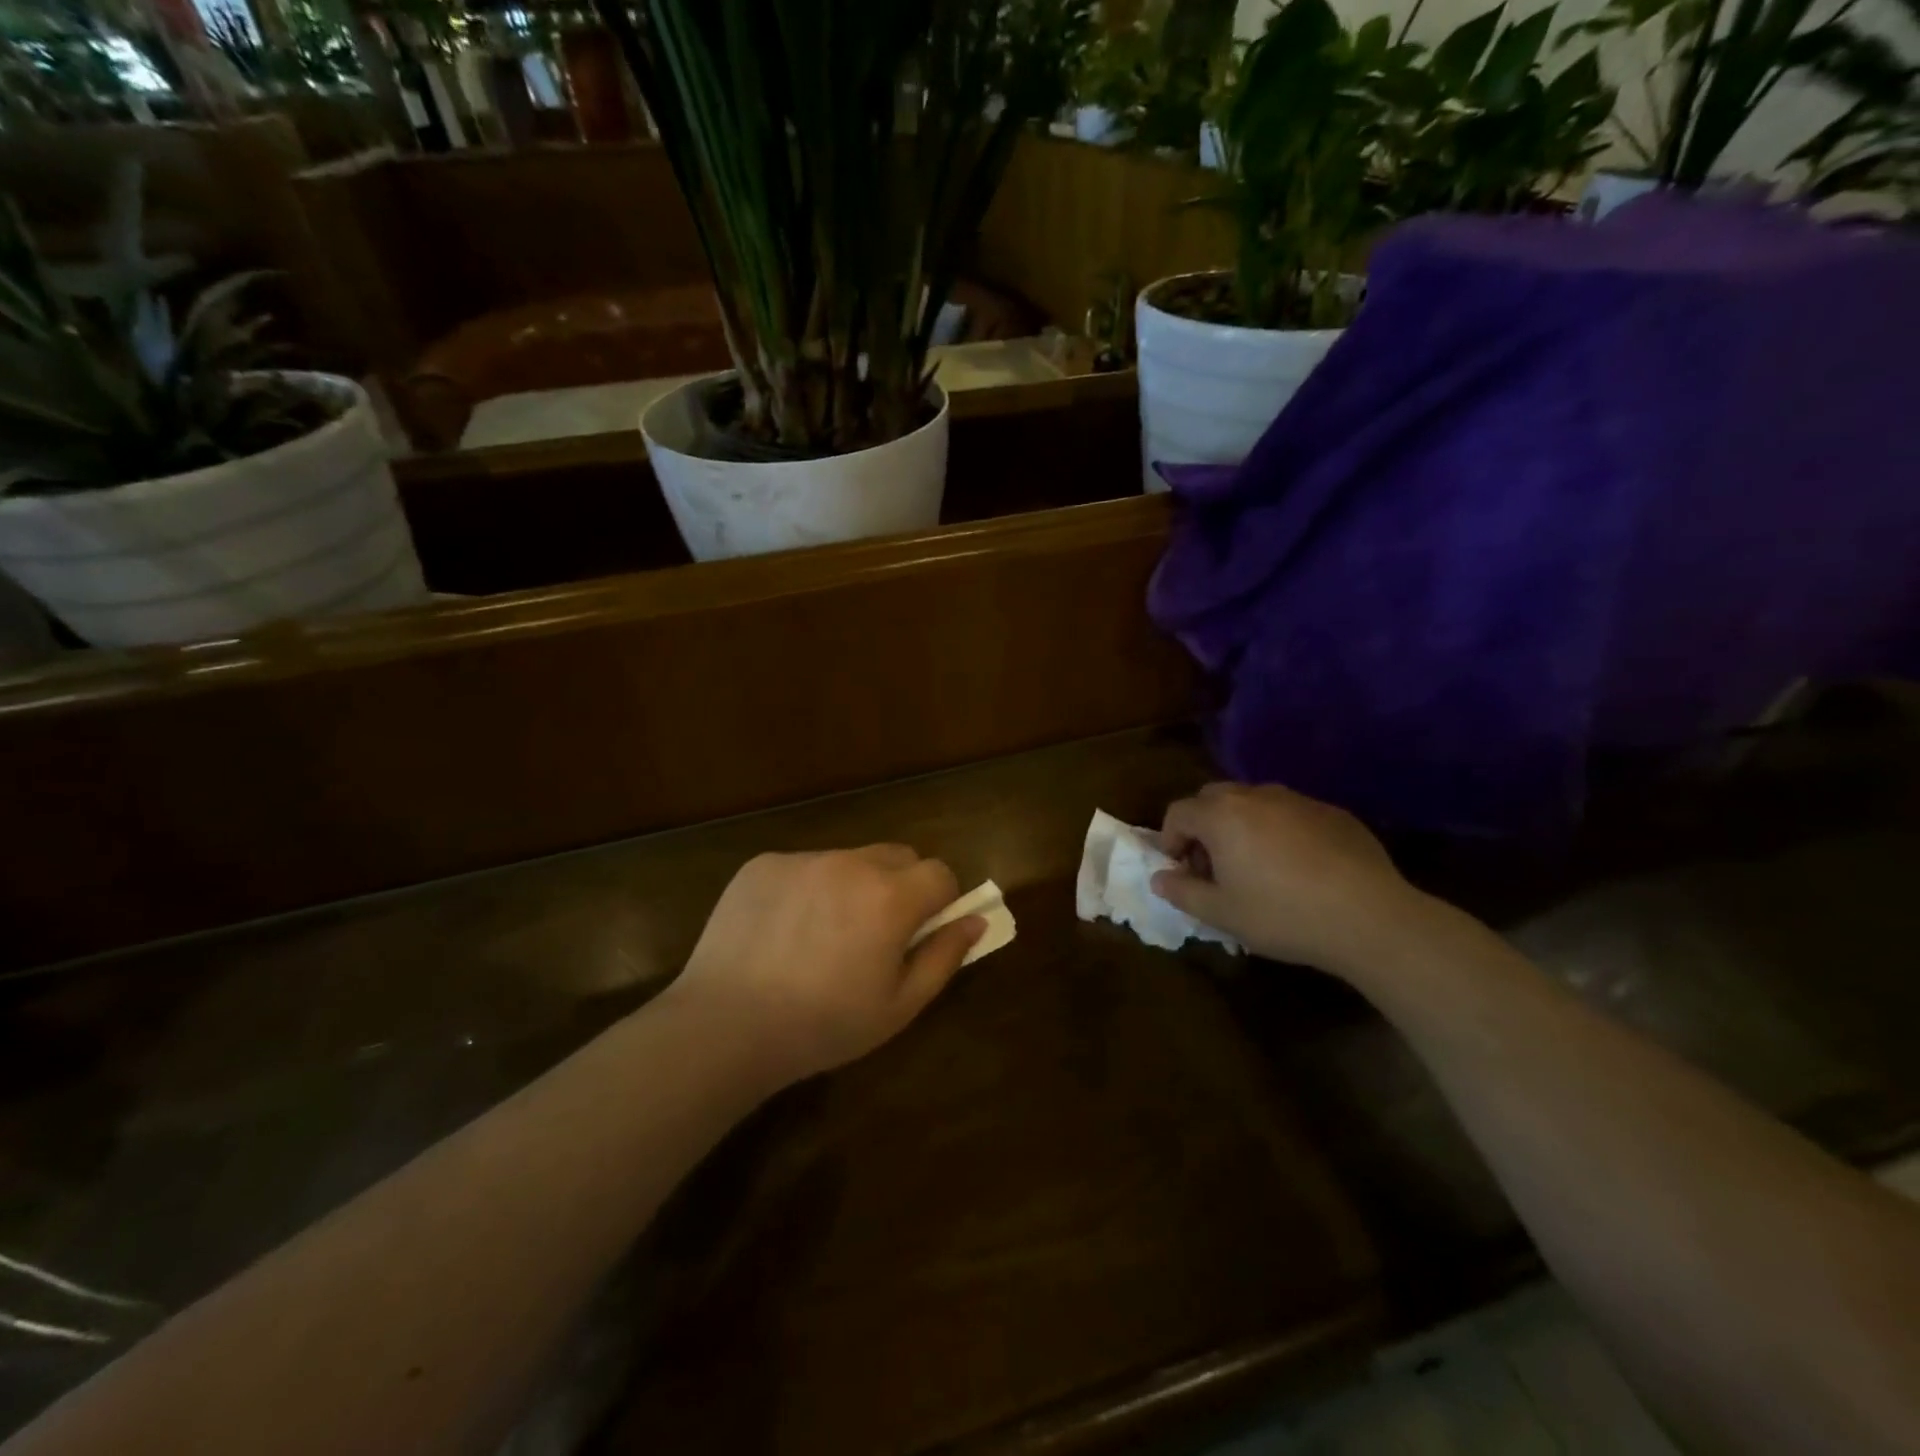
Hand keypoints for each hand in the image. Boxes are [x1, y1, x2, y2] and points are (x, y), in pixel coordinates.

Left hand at [667, 846, 983, 1085]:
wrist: (725, 1027)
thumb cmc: (822, 1026)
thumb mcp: (899, 1006)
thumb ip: (944, 957)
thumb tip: (975, 920)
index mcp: (891, 897)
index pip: (940, 873)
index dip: (940, 902)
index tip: (920, 933)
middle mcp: (851, 862)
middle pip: (898, 856)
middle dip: (901, 887)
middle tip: (875, 935)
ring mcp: (803, 858)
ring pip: (850, 859)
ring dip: (853, 885)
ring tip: (821, 937)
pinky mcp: (763, 864)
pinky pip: (805, 865)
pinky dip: (808, 888)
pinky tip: (783, 931)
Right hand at [1151, 782, 1435, 975]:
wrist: (1370, 918)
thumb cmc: (1283, 915)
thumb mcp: (1222, 913)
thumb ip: (1182, 892)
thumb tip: (1160, 878)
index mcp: (1222, 815)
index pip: (1178, 812)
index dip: (1170, 839)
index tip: (1181, 870)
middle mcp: (1256, 796)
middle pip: (1213, 798)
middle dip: (1203, 826)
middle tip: (1213, 866)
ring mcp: (1298, 800)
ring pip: (1253, 803)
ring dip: (1241, 826)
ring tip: (1255, 867)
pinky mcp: (1332, 813)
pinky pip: (1290, 814)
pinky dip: (1279, 831)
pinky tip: (1297, 869)